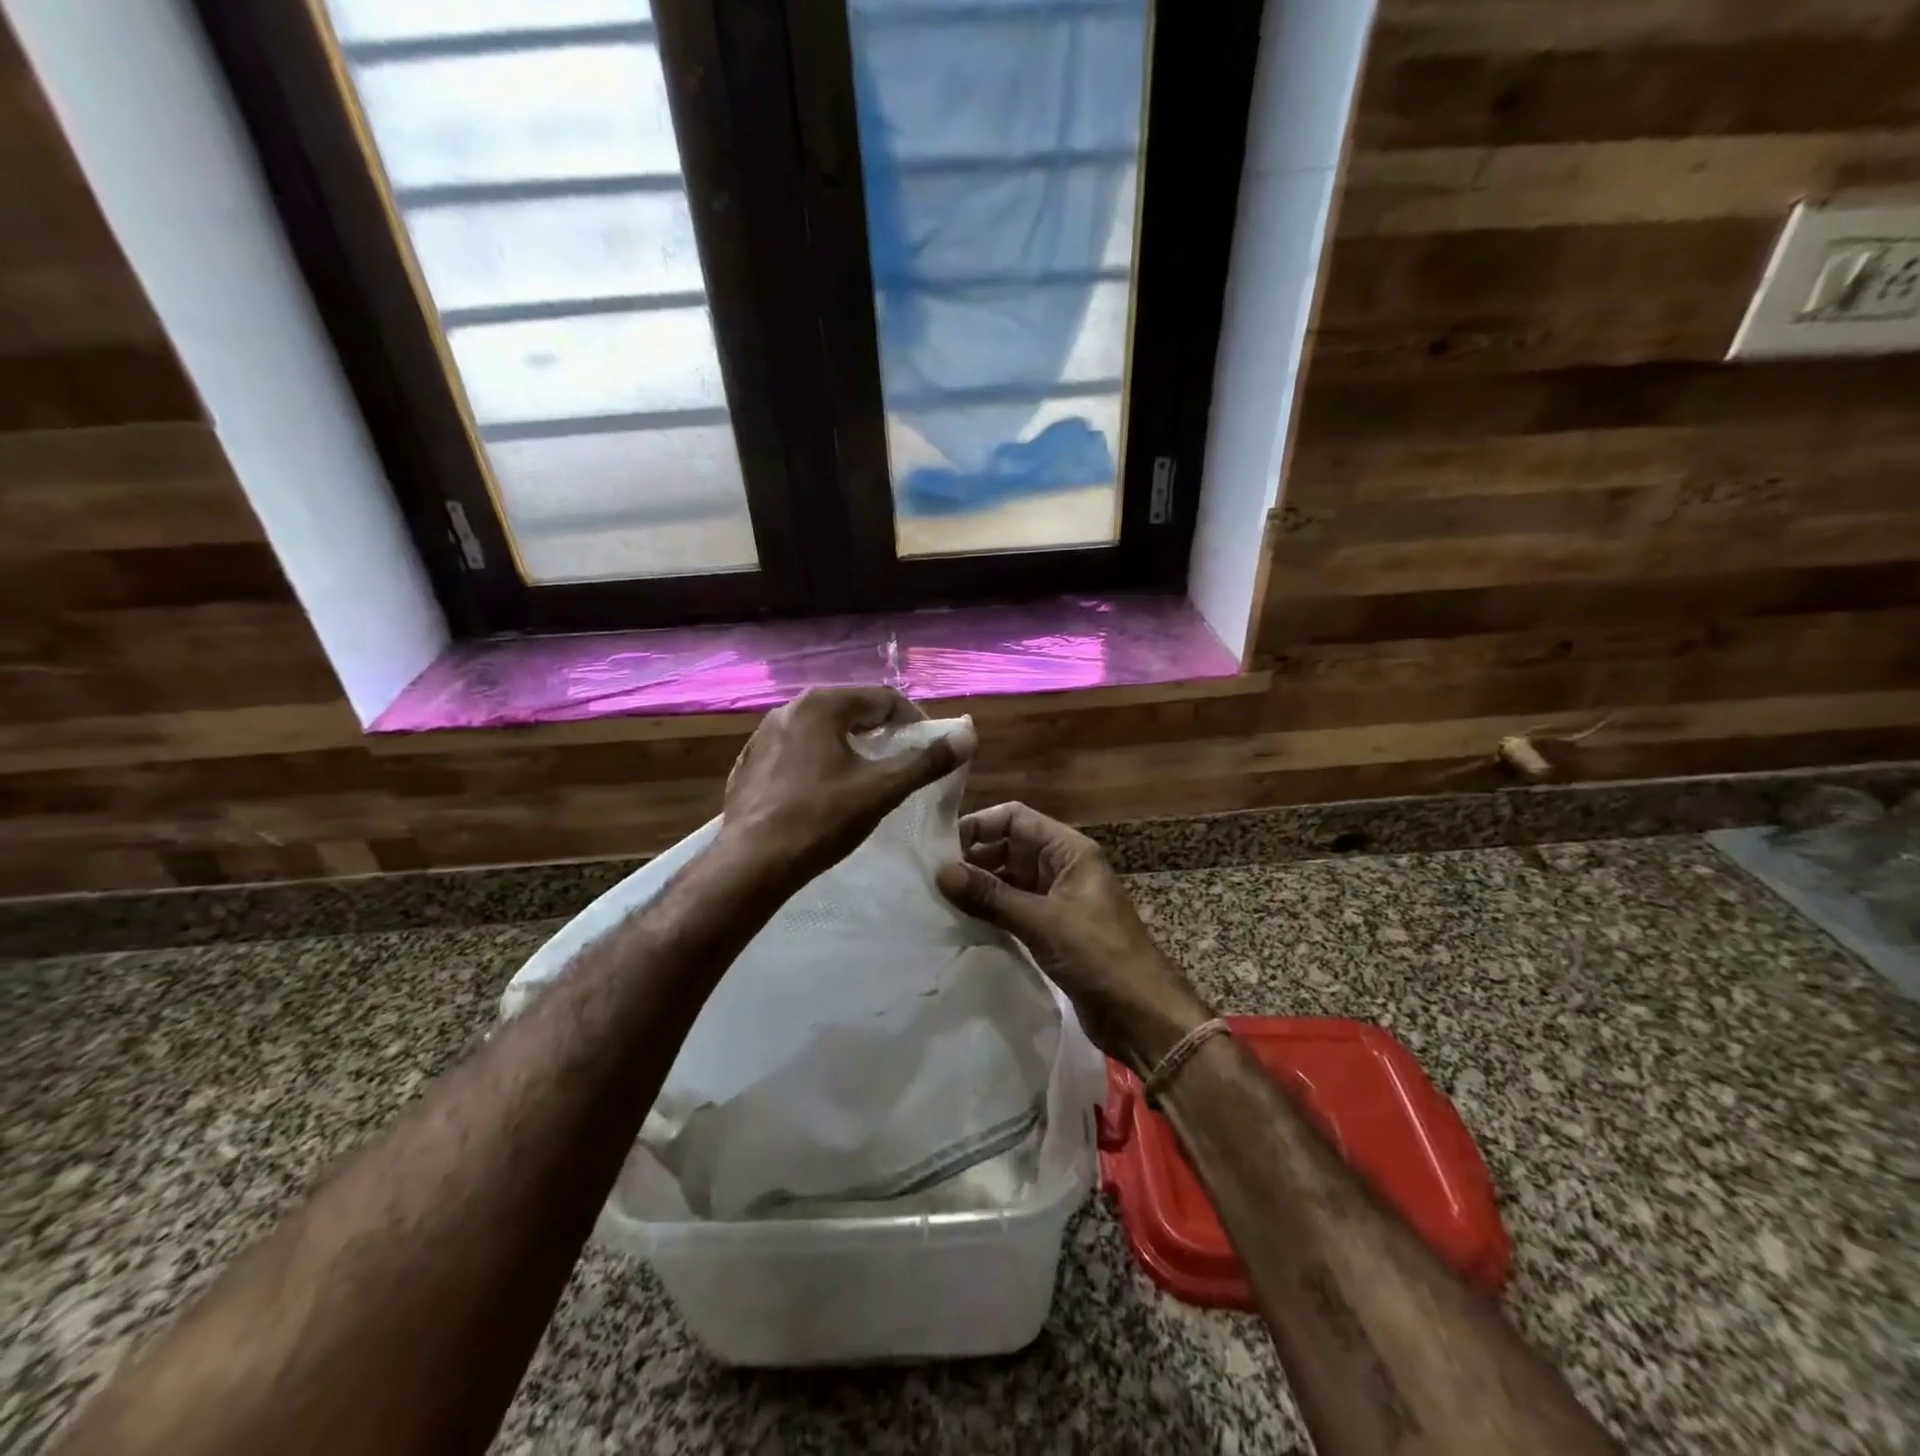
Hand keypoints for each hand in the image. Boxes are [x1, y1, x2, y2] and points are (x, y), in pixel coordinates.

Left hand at [720, 687, 970, 888]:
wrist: (752, 863)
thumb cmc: (822, 820)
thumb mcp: (882, 789)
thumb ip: (927, 760)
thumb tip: (969, 735)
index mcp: (823, 705)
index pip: (883, 698)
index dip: (914, 720)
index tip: (929, 747)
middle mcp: (790, 708)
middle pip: (851, 709)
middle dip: (881, 731)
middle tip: (901, 760)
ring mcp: (764, 734)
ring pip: (821, 730)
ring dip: (849, 745)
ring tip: (866, 776)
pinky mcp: (750, 762)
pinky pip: (796, 750)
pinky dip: (818, 761)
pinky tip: (824, 791)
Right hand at [935, 802, 1211, 1069]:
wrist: (1142, 1014)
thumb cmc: (1098, 955)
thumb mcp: (1041, 921)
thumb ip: (990, 895)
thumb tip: (940, 871)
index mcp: (1069, 850)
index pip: (1016, 818)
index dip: (979, 825)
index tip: (940, 848)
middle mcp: (1062, 866)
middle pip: (1010, 846)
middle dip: (974, 857)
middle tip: (932, 877)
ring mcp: (1058, 898)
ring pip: (1010, 878)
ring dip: (980, 886)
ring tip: (939, 899)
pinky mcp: (1053, 928)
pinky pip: (1015, 907)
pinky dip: (991, 910)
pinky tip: (962, 922)